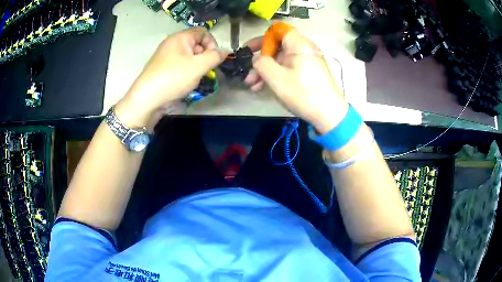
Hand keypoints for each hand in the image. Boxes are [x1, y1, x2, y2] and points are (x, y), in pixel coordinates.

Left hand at [115, 27, 226, 127]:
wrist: (146, 99)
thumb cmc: (173, 78)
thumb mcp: (198, 66)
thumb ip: (215, 57)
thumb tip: (225, 51)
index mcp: (180, 37)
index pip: (203, 32)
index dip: (212, 43)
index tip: (213, 59)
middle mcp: (172, 43)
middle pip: (196, 43)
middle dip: (204, 56)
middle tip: (204, 71)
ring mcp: (166, 56)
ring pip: (189, 56)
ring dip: (196, 66)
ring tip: (193, 79)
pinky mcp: (162, 67)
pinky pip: (180, 64)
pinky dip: (186, 71)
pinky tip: (184, 83)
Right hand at [244, 29, 347, 133]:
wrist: (329, 114)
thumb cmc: (303, 93)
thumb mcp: (276, 78)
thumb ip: (261, 63)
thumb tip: (257, 58)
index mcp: (298, 44)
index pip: (277, 30)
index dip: (261, 38)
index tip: (249, 50)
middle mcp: (304, 48)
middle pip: (277, 47)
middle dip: (260, 60)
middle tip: (248, 75)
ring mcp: (307, 61)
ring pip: (281, 60)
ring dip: (266, 71)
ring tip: (253, 86)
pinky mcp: (309, 72)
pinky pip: (289, 68)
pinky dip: (277, 75)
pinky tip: (264, 88)